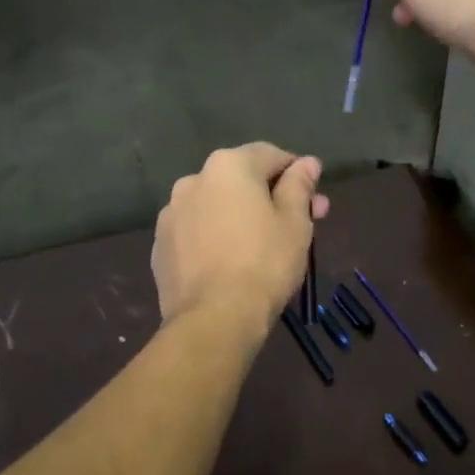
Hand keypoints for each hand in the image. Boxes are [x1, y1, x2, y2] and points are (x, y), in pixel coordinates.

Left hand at [154, 143, 330, 333]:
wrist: (213, 319)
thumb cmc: (264, 264)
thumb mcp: (295, 223)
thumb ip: (299, 186)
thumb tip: (307, 163)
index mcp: (228, 166)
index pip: (271, 156)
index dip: (297, 174)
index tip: (314, 201)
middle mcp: (193, 179)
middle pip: (241, 180)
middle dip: (271, 197)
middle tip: (300, 224)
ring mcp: (171, 213)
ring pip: (215, 206)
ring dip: (239, 215)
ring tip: (261, 246)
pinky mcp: (160, 245)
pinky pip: (196, 231)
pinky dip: (214, 237)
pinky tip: (230, 262)